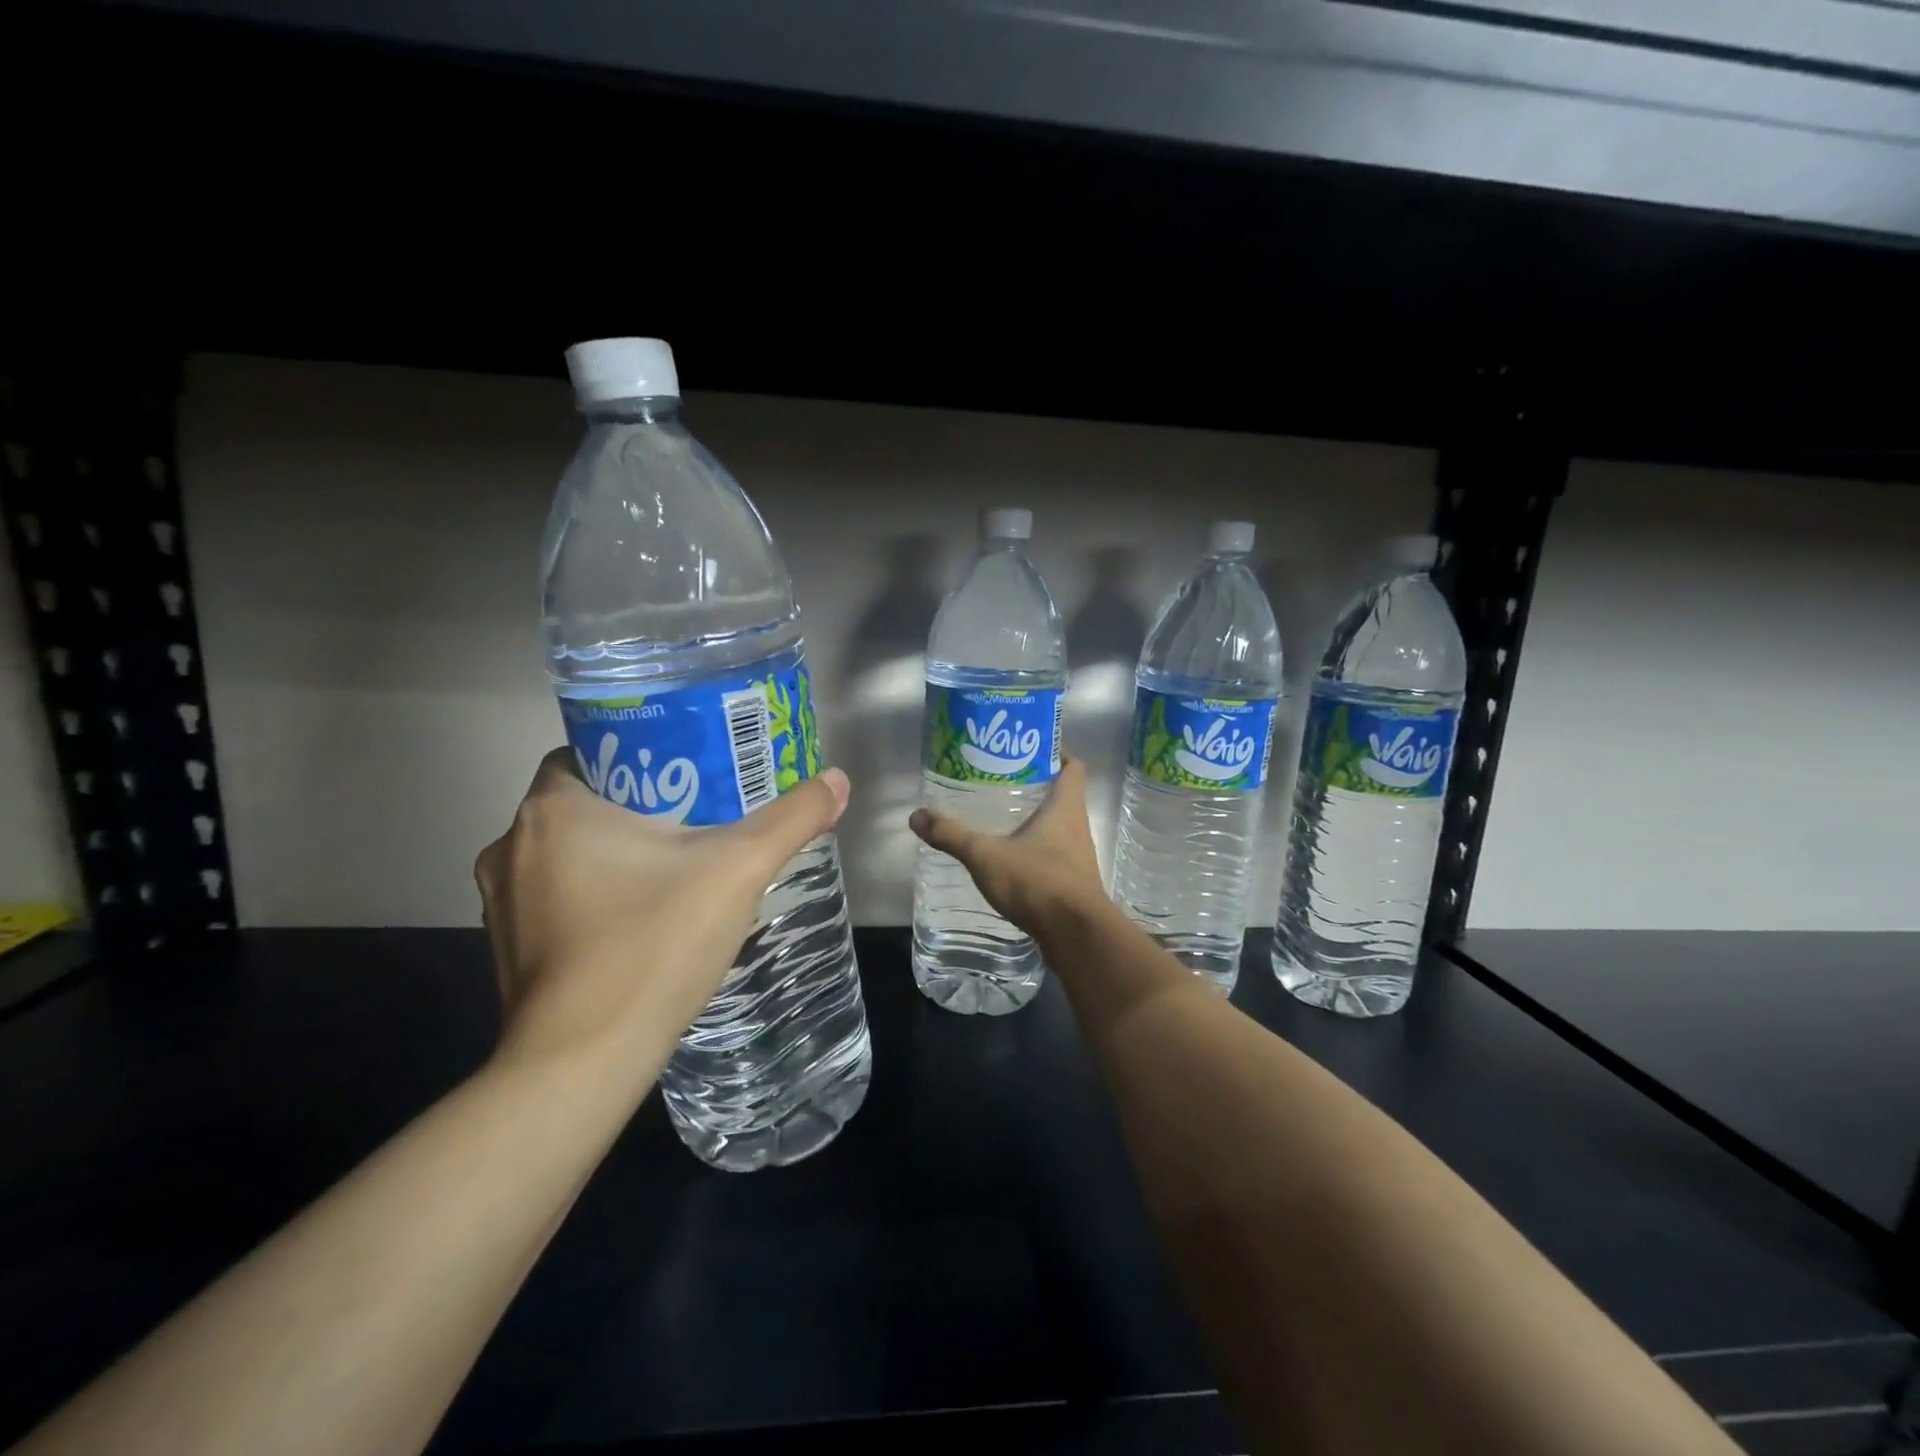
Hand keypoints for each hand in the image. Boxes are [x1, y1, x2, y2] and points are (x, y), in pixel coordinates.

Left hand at [476, 748, 850, 1076]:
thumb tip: (838, 779)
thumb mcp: (738, 870)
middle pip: (585, 800)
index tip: (690, 771)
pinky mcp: (508, 947)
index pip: (594, 749)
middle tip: (699, 816)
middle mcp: (511, 844)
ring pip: (568, 850)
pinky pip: (557, 895)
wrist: (583, 1063)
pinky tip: (643, 916)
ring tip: (677, 864)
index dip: (644, 753)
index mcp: (554, 808)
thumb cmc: (653, 945)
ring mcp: (503, 901)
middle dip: (639, 804)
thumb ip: (791, 819)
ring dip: (615, 850)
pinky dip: (595, 893)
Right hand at [908, 755, 1105, 937]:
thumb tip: (917, 816)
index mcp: (1065, 808)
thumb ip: (952, 835)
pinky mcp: (1074, 882)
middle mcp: (1077, 826)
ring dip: (1038, 818)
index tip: (1030, 746)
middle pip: (1064, 794)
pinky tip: (1011, 857)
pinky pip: (1056, 854)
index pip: (1073, 766)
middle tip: (1003, 779)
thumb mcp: (986, 856)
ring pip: (1060, 826)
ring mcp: (1079, 856)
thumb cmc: (1037, 881)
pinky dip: (1037, 848)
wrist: (1075, 935)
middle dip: (1038, 785)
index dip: (1056, 752)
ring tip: (1003, 816)